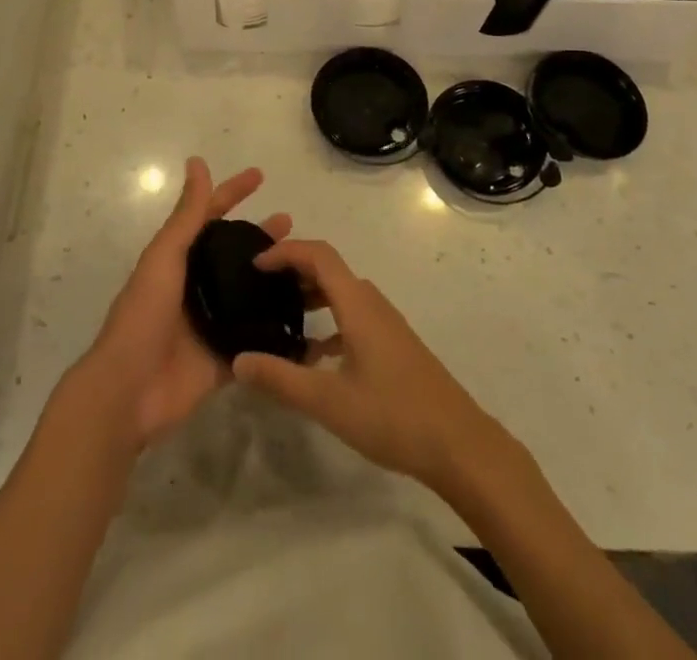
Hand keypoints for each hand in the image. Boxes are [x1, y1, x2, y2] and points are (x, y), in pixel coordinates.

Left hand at [78, 156, 289, 451]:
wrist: (128, 392)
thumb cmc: (143, 315)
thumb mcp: (165, 257)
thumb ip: (187, 215)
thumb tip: (198, 162)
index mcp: (181, 259)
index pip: (212, 216)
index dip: (233, 193)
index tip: (261, 175)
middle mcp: (199, 286)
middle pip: (237, 254)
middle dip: (262, 237)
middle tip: (293, 225)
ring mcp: (213, 322)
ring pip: (251, 292)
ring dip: (276, 278)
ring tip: (308, 267)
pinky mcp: (226, 357)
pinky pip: (258, 339)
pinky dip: (278, 328)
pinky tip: (308, 317)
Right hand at [231, 239, 496, 491]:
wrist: (458, 443)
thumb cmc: (392, 415)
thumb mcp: (328, 401)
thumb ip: (281, 379)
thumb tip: (238, 359)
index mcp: (357, 303)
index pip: (318, 255)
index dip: (285, 252)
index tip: (254, 265)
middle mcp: (371, 303)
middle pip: (329, 269)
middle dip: (293, 270)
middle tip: (258, 287)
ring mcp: (385, 323)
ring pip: (341, 294)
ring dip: (310, 296)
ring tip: (278, 316)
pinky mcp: (392, 344)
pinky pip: (352, 317)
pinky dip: (328, 323)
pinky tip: (312, 357)